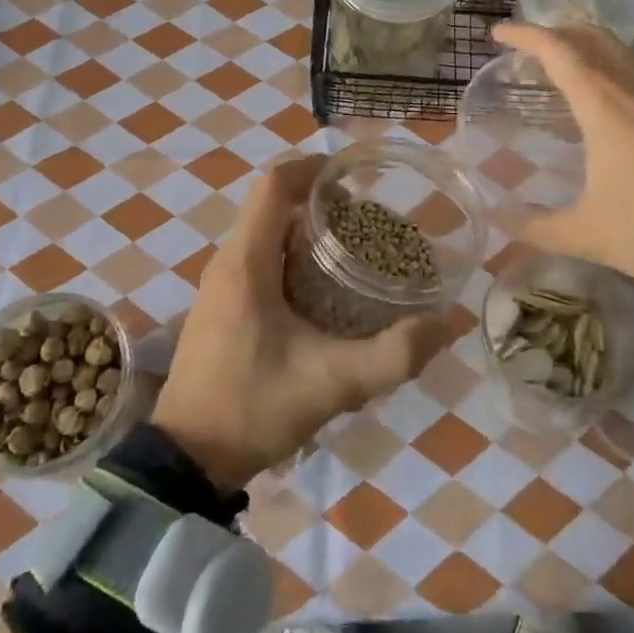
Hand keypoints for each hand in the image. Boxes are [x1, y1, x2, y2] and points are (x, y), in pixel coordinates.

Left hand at [151, 155, 453, 492]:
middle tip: (366, 221)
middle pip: (272, 205)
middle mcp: (227, 263)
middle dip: (319, 202)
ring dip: (304, 230)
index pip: (274, 184)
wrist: (187, 463)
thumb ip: (394, 355)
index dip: (313, 169)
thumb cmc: (253, 408)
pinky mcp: (218, 309)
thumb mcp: (333, 383)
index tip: (354, 178)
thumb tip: (446, 324)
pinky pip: (256, 260)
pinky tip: (321, 292)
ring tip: (352, 251)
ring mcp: (218, 287)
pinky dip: (289, 256)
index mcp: (246, 262)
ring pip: (264, 233)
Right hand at [491, 22, 633, 330]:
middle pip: (593, 36)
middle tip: (527, 49)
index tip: (497, 33)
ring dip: (588, 44)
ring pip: (622, 48)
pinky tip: (612, 98)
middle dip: (555, 31)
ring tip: (565, 66)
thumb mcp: (591, 236)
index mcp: (605, 107)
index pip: (558, 51)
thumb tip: (498, 222)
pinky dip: (613, 63)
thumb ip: (538, 229)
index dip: (524, 35)